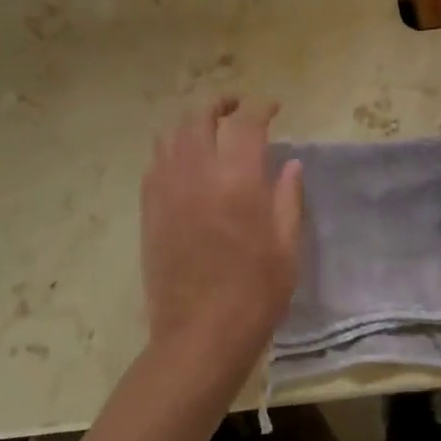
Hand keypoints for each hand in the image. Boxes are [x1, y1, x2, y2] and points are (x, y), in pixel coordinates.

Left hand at [140, 97, 303, 380]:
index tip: (273, 108)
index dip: (260, 107)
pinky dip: (171, 151)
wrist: (200, 336)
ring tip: (209, 129)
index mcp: (238, 180)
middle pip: (200, 118)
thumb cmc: (255, 293)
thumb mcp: (287, 247)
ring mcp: (167, 191)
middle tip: (236, 106)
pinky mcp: (150, 211)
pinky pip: (155, 164)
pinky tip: (184, 162)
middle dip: (220, 104)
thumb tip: (290, 164)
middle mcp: (198, 174)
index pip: (246, 123)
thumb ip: (287, 198)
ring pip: (172, 136)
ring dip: (192, 124)